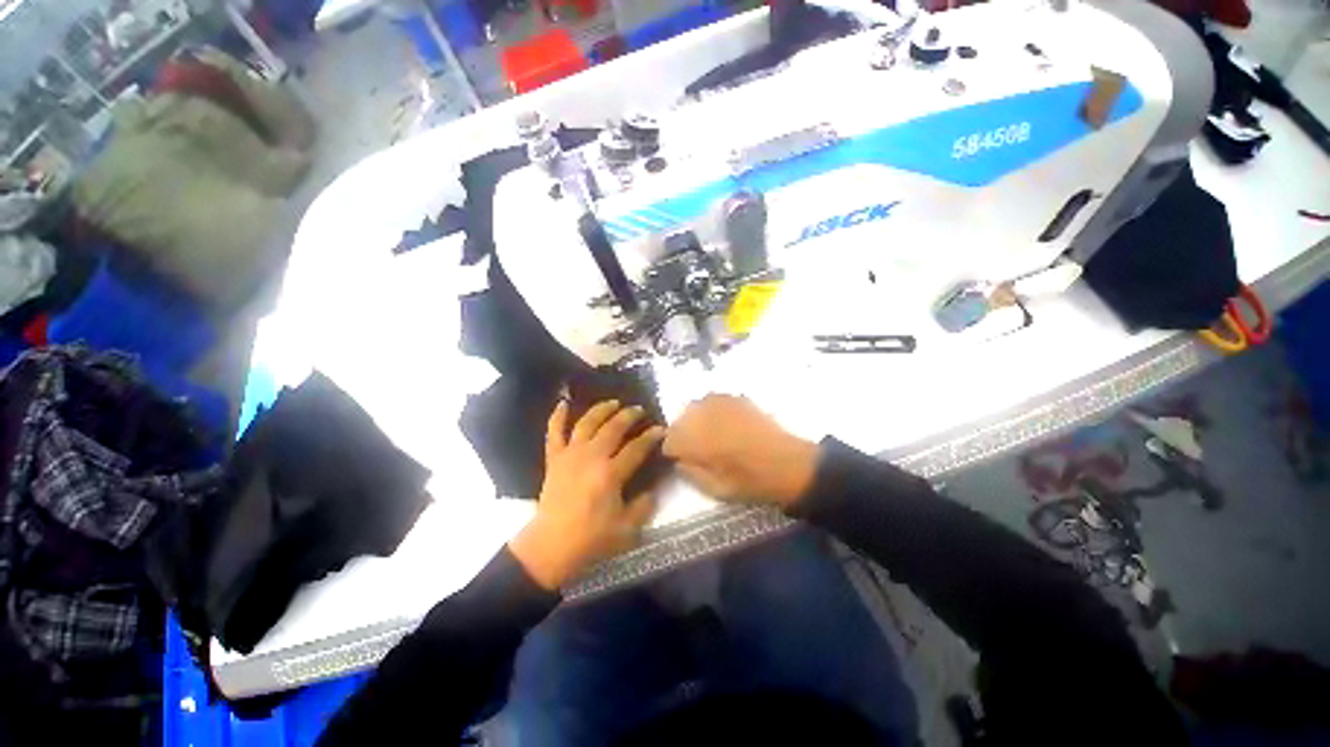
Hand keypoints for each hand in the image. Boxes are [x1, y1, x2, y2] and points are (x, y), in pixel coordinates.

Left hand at [509, 400, 664, 589]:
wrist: (551, 546)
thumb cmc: (591, 539)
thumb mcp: (627, 529)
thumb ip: (644, 505)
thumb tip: (653, 488)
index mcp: (610, 473)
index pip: (637, 447)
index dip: (651, 436)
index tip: (661, 429)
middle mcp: (591, 457)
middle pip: (613, 427)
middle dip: (629, 415)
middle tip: (639, 410)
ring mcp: (570, 455)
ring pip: (587, 423)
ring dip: (601, 409)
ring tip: (613, 402)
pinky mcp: (554, 459)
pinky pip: (554, 432)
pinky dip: (557, 416)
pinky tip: (563, 402)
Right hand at [662, 395, 818, 508]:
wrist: (788, 464)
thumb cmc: (751, 482)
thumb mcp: (716, 489)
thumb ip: (691, 473)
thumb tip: (679, 461)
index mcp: (696, 442)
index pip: (669, 441)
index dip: (673, 451)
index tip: (681, 459)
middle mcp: (703, 417)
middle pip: (679, 420)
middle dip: (682, 434)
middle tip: (696, 448)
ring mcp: (720, 404)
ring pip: (694, 408)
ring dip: (696, 420)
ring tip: (710, 434)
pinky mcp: (735, 398)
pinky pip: (713, 400)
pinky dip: (711, 411)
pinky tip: (724, 422)